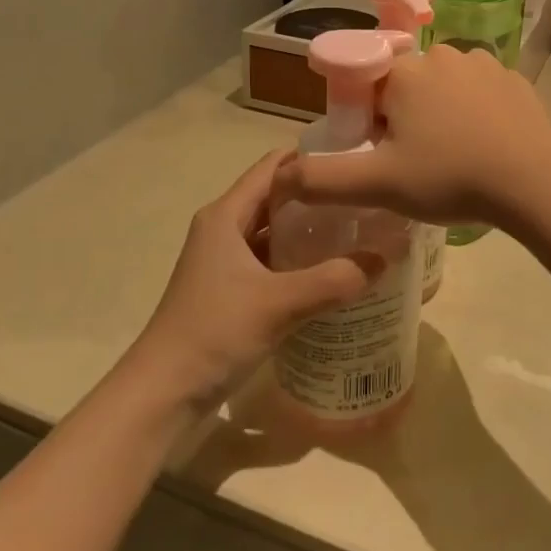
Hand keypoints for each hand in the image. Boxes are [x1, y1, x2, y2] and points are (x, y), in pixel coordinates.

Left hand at [125, 150, 377, 409]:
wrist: (162, 393)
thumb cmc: (214, 332)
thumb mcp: (278, 304)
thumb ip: (334, 280)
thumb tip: (387, 256)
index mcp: (225, 215)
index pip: (272, 166)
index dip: (310, 157)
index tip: (354, 158)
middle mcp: (222, 229)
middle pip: (274, 197)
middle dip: (317, 195)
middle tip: (365, 197)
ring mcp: (224, 261)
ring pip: (272, 232)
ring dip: (308, 230)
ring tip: (357, 230)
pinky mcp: (228, 290)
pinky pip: (269, 261)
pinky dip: (297, 261)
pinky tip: (330, 272)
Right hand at [275, 45, 550, 226]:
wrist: (533, 180)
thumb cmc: (449, 176)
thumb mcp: (378, 185)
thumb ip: (323, 180)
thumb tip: (281, 176)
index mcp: (403, 71)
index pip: (367, 85)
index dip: (369, 121)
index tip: (384, 153)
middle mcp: (441, 55)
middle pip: (405, 85)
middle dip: (403, 118)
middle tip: (418, 162)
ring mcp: (483, 63)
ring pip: (444, 88)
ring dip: (440, 114)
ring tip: (454, 157)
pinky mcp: (514, 80)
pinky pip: (480, 93)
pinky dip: (475, 113)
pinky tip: (484, 145)